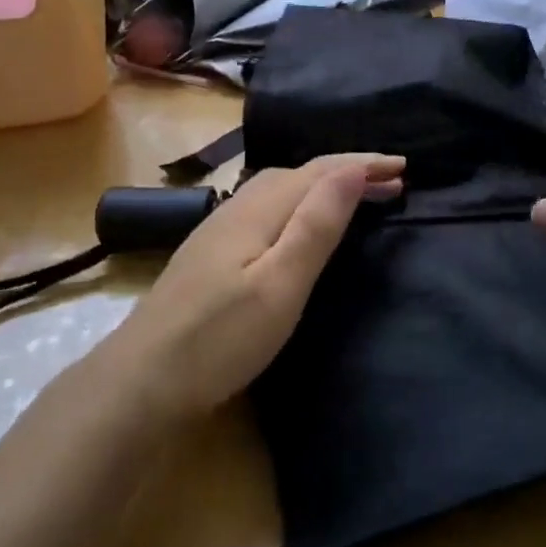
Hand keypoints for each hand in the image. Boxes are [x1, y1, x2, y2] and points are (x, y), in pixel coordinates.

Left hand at [112, 153, 404, 418]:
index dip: (363, 165)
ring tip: (355, 199)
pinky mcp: (211, 255)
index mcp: (259, 210)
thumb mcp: (281, 284)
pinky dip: (299, 206)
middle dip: (348, 172)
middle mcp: (237, 208)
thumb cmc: (220, 337)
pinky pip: (267, 210)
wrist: (141, 381)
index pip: (320, 171)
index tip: (404, 166)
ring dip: (322, 188)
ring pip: (281, 191)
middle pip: (300, 175)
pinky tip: (299, 226)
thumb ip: (316, 224)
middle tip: (392, 183)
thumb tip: (352, 168)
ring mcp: (219, 231)